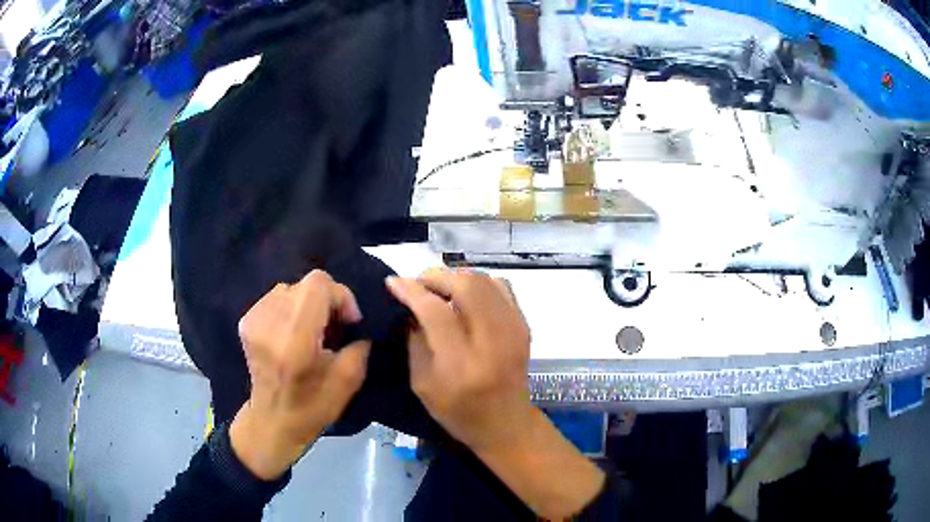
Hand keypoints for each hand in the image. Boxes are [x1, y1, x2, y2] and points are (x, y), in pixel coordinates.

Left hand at [230, 270, 370, 479]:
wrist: (271, 422)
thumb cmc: (312, 408)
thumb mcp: (348, 382)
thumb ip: (359, 345)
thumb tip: (359, 323)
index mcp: (295, 341)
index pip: (317, 285)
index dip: (340, 296)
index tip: (348, 321)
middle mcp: (270, 324)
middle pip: (306, 284)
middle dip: (326, 302)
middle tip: (332, 329)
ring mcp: (253, 320)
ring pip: (291, 288)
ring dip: (307, 304)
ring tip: (311, 331)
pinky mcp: (246, 321)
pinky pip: (276, 298)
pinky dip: (290, 309)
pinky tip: (292, 333)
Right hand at [386, 269, 532, 450]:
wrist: (506, 423)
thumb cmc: (458, 412)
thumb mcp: (422, 384)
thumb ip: (414, 341)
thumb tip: (410, 305)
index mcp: (461, 364)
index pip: (435, 312)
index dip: (412, 291)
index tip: (393, 282)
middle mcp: (492, 342)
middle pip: (466, 286)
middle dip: (435, 276)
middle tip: (418, 284)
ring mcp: (513, 330)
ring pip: (484, 281)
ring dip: (456, 277)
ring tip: (439, 288)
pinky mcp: (524, 325)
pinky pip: (501, 286)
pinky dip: (478, 284)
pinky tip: (465, 296)